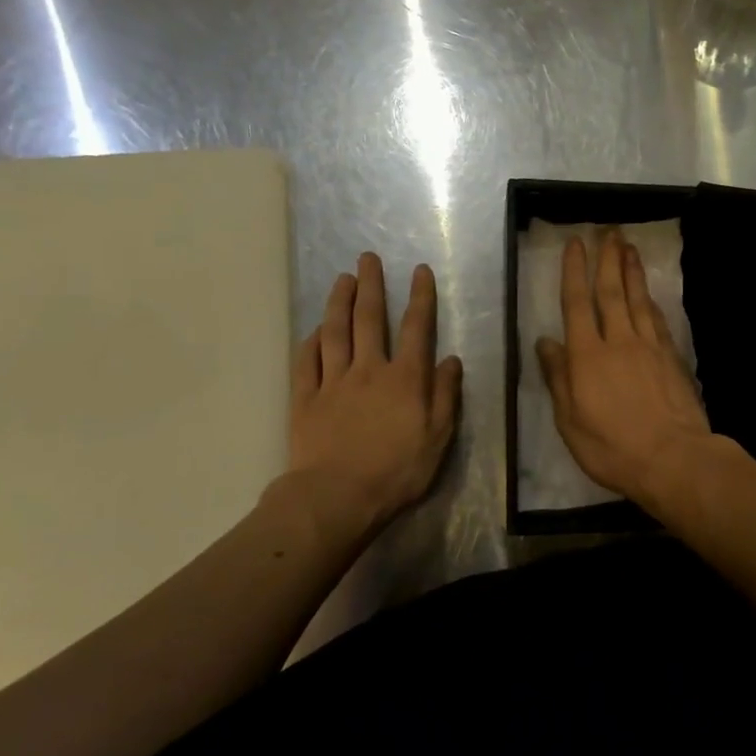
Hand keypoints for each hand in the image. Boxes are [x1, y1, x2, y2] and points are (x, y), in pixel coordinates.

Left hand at [286, 253, 461, 533]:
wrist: (337, 497)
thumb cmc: (396, 471)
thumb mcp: (438, 438)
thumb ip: (445, 396)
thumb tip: (451, 360)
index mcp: (404, 379)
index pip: (416, 329)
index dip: (420, 297)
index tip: (419, 271)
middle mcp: (369, 370)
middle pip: (369, 320)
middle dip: (371, 286)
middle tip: (367, 258)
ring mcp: (333, 382)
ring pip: (335, 333)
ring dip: (338, 303)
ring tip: (341, 279)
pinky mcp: (305, 399)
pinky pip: (307, 363)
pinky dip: (310, 342)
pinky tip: (313, 330)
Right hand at [536, 232, 714, 507]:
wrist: (673, 459)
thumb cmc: (613, 448)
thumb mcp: (570, 422)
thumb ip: (558, 379)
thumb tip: (545, 342)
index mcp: (587, 357)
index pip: (577, 304)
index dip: (575, 271)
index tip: (576, 243)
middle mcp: (618, 341)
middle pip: (611, 292)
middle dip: (608, 259)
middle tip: (609, 231)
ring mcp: (649, 347)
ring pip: (638, 299)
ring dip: (632, 271)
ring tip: (628, 247)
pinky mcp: (671, 357)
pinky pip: (658, 320)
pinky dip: (652, 301)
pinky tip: (650, 293)